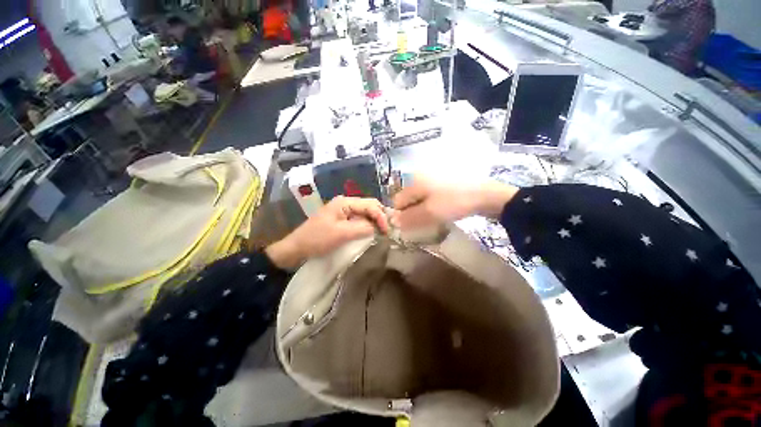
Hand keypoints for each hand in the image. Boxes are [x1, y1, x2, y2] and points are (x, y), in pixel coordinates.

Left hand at [265, 196, 388, 268]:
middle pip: (369, 206)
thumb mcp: (341, 233)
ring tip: (383, 232)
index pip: (370, 205)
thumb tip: (378, 228)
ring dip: (375, 221)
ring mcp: (344, 211)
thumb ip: (362, 228)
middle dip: (380, 216)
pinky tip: (372, 232)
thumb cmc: (317, 239)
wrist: (297, 248)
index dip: (381, 216)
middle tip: (387, 230)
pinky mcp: (342, 219)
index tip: (387, 232)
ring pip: (365, 212)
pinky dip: (368, 224)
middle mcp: (346, 203)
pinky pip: (359, 219)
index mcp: (345, 202)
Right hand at [392, 177, 518, 229]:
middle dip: (412, 212)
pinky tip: (442, 210)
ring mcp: (432, 178)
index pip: (397, 201)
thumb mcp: (429, 213)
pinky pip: (430, 196)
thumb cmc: (454, 203)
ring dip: (422, 210)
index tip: (411, 225)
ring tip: (434, 217)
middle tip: (424, 222)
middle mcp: (420, 177)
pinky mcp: (443, 182)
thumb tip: (393, 222)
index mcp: (414, 182)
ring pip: (420, 198)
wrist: (485, 194)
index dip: (401, 215)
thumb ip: (408, 218)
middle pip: (408, 199)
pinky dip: (432, 205)